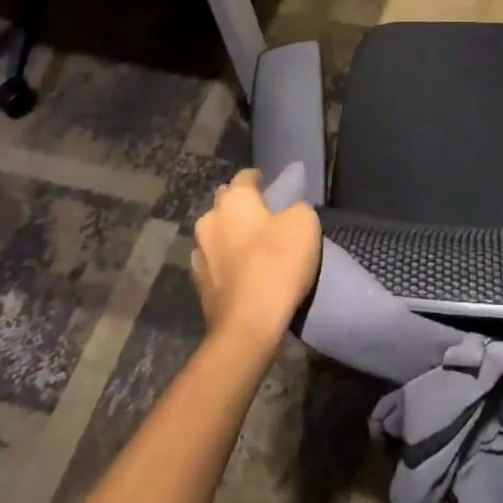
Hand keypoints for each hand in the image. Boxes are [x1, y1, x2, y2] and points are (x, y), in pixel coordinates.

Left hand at [191, 169, 321, 352]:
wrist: (248, 325)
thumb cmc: (277, 264)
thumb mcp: (304, 223)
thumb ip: (296, 208)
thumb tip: (288, 213)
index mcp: (233, 199)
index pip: (246, 177)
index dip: (261, 180)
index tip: (275, 189)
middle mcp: (209, 219)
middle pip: (227, 203)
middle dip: (242, 206)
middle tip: (266, 217)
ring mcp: (199, 253)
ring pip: (217, 233)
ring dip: (231, 235)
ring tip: (254, 247)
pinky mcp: (198, 284)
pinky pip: (215, 262)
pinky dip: (227, 262)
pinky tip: (243, 272)